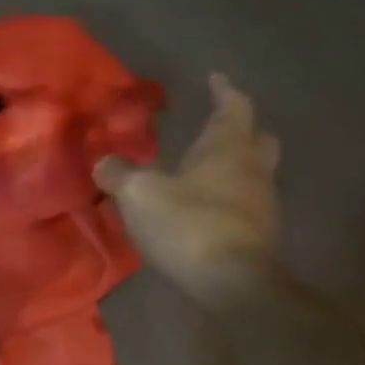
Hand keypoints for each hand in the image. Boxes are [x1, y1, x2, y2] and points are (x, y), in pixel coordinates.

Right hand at [97, 74, 279, 301]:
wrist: (233, 287)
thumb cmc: (188, 225)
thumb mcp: (139, 194)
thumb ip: (119, 173)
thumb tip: (104, 162)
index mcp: (228, 150)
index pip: (234, 108)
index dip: (224, 90)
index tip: (216, 77)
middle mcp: (252, 171)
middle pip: (257, 140)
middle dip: (239, 129)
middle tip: (215, 126)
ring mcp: (261, 205)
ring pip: (254, 173)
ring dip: (232, 166)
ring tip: (200, 169)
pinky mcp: (258, 236)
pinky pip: (244, 204)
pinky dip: (226, 197)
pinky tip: (201, 207)